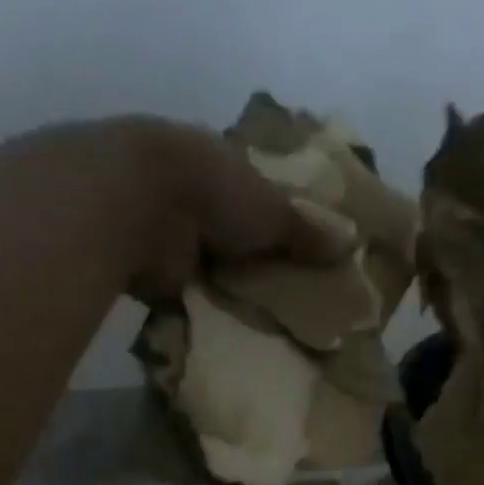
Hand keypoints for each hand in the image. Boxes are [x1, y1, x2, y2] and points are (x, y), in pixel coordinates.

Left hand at [21, 117, 348, 304]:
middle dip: (252, 253)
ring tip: (264, 314)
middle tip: (289, 289)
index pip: (253, 187)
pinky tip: (226, 324)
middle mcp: (189, 186)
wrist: (134, 204)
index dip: (276, 214)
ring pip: (206, 256)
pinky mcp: (147, 259)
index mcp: (218, 160)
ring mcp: (163, 222)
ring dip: (225, 280)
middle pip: (230, 225)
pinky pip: (184, 286)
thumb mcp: (272, 212)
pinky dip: (201, 302)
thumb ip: (307, 232)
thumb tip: (350, 245)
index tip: (300, 245)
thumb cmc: (212, 191)